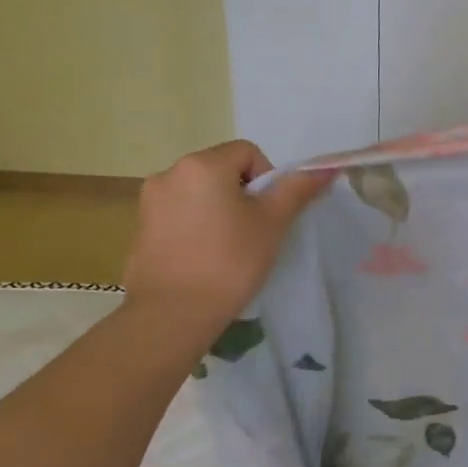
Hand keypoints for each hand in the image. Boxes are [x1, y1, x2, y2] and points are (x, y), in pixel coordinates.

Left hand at [122, 141, 332, 348]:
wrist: (172, 313)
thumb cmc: (229, 261)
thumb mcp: (272, 223)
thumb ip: (297, 190)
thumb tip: (327, 168)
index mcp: (202, 165)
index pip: (248, 153)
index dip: (267, 179)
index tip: (268, 215)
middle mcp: (169, 173)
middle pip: (221, 170)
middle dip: (242, 195)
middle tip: (254, 232)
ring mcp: (150, 202)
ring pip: (200, 194)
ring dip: (219, 210)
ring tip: (228, 248)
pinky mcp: (141, 228)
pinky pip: (179, 215)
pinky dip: (196, 227)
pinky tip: (204, 258)